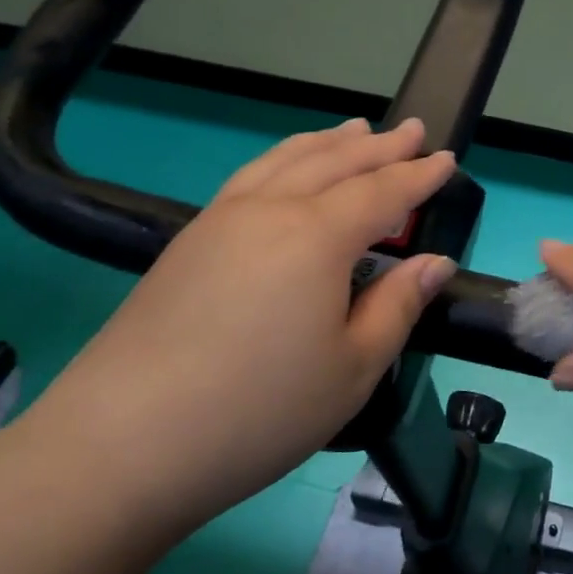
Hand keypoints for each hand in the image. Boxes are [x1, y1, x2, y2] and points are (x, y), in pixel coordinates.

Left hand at [15, 117, 456, 537]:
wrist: (124, 443)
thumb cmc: (260, 411)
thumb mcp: (353, 369)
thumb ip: (397, 306)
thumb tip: (433, 261)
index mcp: (316, 237)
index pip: (382, 193)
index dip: (418, 176)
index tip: (448, 159)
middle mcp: (269, 211)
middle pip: (334, 163)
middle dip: (379, 146)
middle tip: (414, 129)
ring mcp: (220, 222)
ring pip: (285, 161)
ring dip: (328, 143)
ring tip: (355, 129)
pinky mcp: (187, 243)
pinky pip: (250, 178)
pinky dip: (284, 160)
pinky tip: (287, 170)